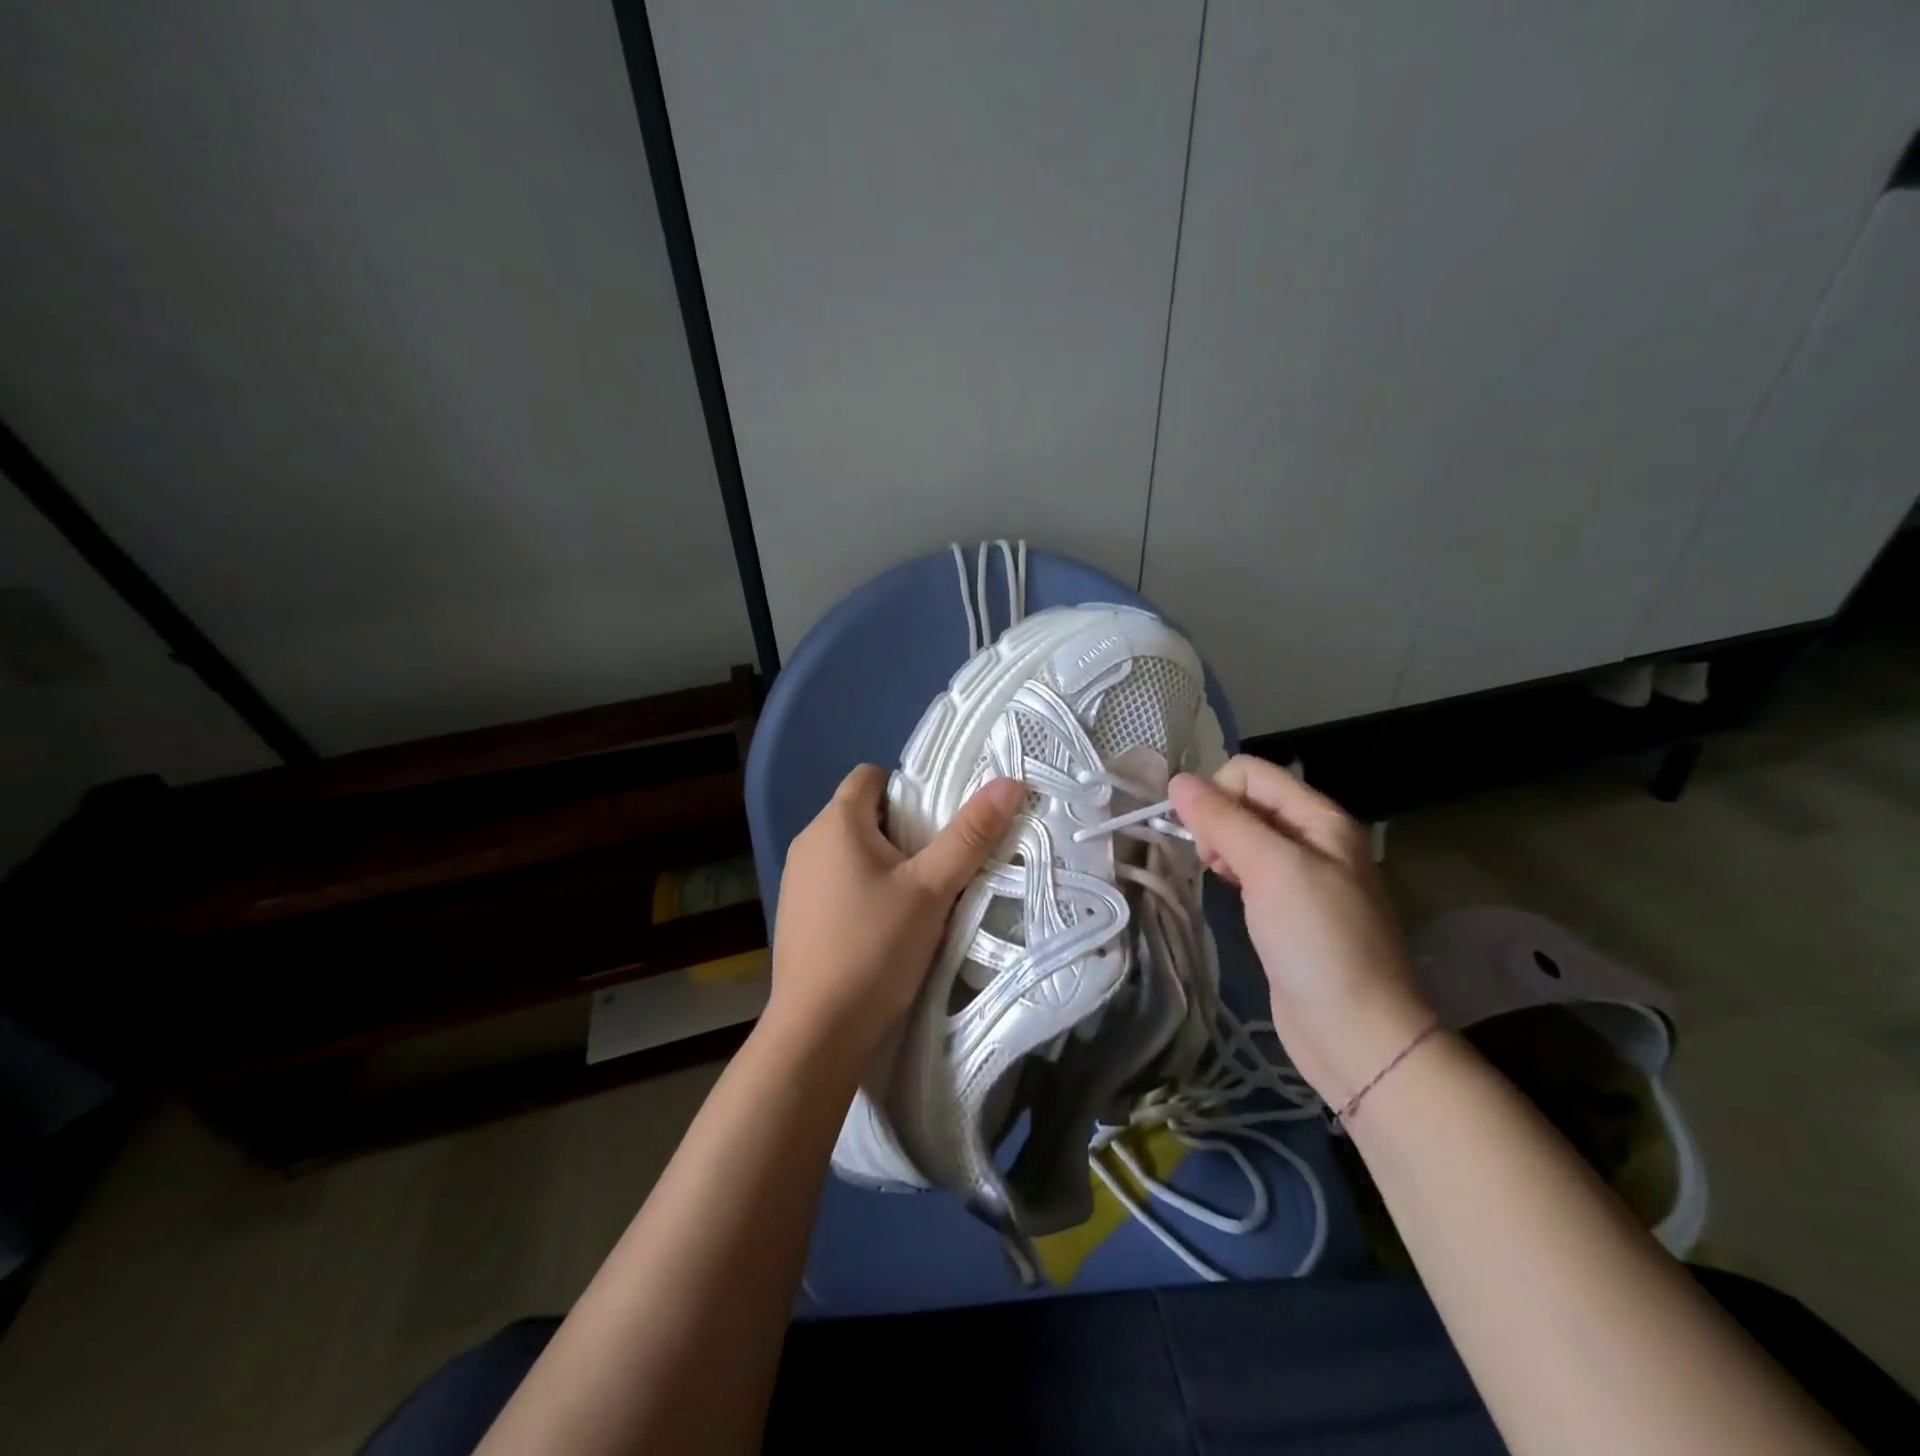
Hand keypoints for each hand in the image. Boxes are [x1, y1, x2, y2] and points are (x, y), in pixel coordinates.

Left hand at [767, 765, 1023, 1054]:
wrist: (818, 1032)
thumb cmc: (875, 948)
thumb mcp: (932, 889)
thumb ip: (970, 835)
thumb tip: (1009, 782)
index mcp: (835, 823)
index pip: (870, 776)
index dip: (907, 788)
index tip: (938, 822)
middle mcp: (807, 842)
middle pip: (862, 812)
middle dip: (902, 828)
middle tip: (940, 861)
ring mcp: (796, 880)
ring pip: (850, 850)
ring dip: (884, 861)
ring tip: (919, 896)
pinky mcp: (796, 914)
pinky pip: (836, 881)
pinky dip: (863, 888)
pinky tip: (885, 926)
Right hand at [1168, 756, 1435, 1105]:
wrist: (1355, 1033)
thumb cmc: (1318, 942)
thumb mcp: (1272, 869)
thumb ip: (1224, 820)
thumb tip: (1176, 781)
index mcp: (1321, 818)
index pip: (1251, 773)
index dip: (1218, 794)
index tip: (1205, 837)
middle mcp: (1314, 839)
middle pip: (1246, 801)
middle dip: (1217, 822)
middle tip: (1214, 863)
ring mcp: (1302, 876)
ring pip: (1243, 836)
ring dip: (1220, 847)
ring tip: (1220, 879)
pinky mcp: (1287, 909)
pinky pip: (1248, 869)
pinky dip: (1230, 872)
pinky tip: (1229, 894)